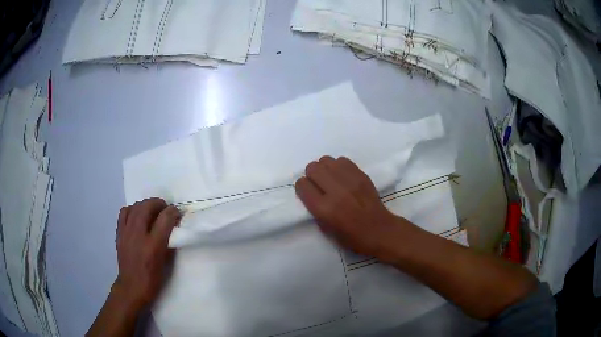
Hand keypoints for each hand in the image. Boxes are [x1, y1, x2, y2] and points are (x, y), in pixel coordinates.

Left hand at [114, 198, 179, 309]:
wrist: (131, 287)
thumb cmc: (152, 279)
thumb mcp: (165, 263)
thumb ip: (169, 243)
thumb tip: (173, 228)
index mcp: (153, 245)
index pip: (165, 218)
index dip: (173, 211)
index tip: (177, 212)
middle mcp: (138, 235)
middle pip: (147, 206)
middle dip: (159, 203)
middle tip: (165, 208)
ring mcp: (126, 232)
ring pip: (135, 206)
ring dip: (145, 205)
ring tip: (151, 211)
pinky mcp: (119, 233)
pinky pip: (124, 212)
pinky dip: (132, 210)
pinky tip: (137, 216)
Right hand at [295, 156, 408, 261]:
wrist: (380, 230)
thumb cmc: (352, 237)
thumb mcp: (326, 230)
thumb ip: (315, 209)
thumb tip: (310, 193)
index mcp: (324, 209)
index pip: (302, 185)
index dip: (302, 188)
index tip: (307, 193)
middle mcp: (335, 191)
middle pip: (313, 168)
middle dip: (311, 175)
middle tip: (318, 185)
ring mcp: (350, 180)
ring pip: (326, 160)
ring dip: (324, 169)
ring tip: (330, 179)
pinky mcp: (361, 175)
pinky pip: (342, 160)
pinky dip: (338, 166)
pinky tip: (342, 177)